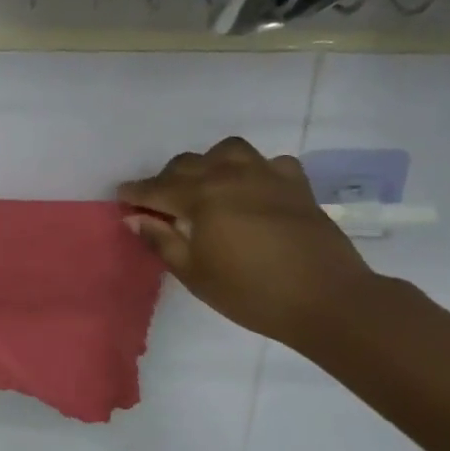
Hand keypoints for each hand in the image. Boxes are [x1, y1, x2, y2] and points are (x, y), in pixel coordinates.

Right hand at [118, 138, 380, 348]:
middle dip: (167, 179)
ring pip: (228, 151)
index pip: (158, 188)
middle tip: (159, 203)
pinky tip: (252, 190)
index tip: (122, 197)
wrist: (326, 299)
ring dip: (209, 164)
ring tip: (205, 186)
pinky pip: (269, 163)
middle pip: (188, 164)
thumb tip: (136, 218)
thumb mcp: (195, 274)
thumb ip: (162, 241)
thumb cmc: (251, 293)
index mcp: (202, 198)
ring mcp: (268, 176)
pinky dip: (253, 171)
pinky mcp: (297, 185)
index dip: (136, 192)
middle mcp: (231, 176)